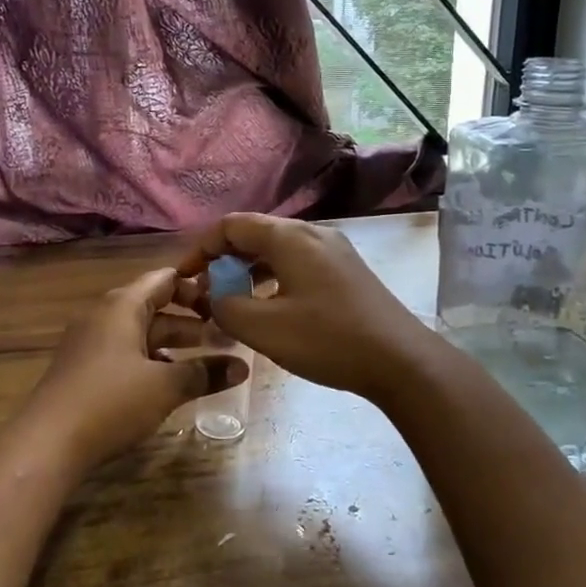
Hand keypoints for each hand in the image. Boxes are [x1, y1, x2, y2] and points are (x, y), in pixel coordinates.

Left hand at [23, 267, 246, 470]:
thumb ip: (205, 373)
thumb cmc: (111, 401)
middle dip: (190, 321)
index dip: (197, 287)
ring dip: (172, 344)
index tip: (227, 302)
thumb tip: (243, 367)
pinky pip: (124, 351)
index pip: (165, 279)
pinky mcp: (83, 367)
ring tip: (206, 361)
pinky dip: (150, 359)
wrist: (46, 443)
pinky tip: (169, 382)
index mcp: (123, 305)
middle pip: (154, 306)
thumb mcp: (166, 386)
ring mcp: (90, 341)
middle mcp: (104, 314)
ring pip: (140, 332)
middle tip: (226, 336)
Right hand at [176, 214, 430, 399]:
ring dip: (249, 270)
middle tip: (207, 292)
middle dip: (224, 259)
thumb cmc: (328, 340)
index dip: (201, 248)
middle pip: (255, 233)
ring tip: (234, 301)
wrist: (401, 361)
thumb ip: (226, 307)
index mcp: (289, 237)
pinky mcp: (347, 271)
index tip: (184, 278)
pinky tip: (271, 307)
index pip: (231, 226)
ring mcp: (334, 250)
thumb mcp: (265, 329)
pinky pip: (298, 262)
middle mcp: (312, 233)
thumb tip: (211, 296)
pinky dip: (274, 277)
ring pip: (277, 249)